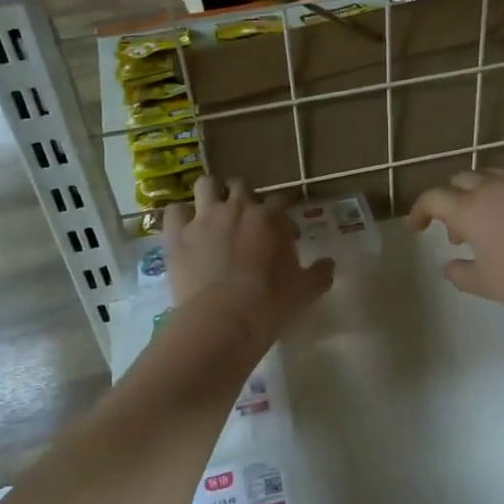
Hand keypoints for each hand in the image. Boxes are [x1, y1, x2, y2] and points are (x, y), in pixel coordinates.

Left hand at [162, 176, 333, 343]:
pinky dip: (180, 217)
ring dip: (210, 193)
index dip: (280, 211)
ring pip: (206, 185)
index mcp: (270, 218)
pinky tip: (183, 229)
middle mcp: (236, 208)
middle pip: (241, 186)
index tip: (281, 228)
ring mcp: (204, 218)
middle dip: (243, 196)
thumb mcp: (305, 290)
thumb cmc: (271, 303)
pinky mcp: (177, 234)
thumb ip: (320, 273)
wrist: (225, 318)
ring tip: (211, 210)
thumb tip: (329, 264)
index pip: (280, 200)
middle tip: (244, 218)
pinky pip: (174, 211)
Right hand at [408, 168, 503, 306]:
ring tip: (490, 225)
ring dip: (480, 195)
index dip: (421, 210)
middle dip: (452, 200)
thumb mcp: (488, 284)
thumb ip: (462, 275)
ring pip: (491, 176)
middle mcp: (493, 189)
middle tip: (458, 231)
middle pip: (461, 180)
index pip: (433, 198)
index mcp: (469, 209)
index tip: (417, 226)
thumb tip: (449, 267)